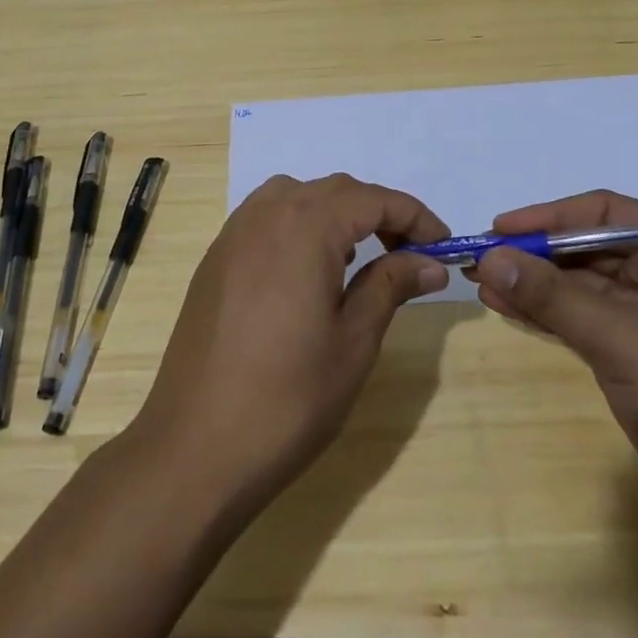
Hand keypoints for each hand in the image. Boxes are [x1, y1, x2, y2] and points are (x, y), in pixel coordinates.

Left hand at [132, 173, 449, 510]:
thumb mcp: (354, 341)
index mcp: (304, 225)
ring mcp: (233, 234)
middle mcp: (265, 213)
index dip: (414, 217)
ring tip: (358, 259)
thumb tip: (429, 262)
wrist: (195, 446)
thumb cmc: (287, 398)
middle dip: (378, 213)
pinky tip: (308, 271)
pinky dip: (299, 225)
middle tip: (410, 254)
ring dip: (336, 213)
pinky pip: (266, 218)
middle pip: (335, 191)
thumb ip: (391, 286)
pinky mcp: (215, 258)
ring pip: (297, 196)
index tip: (443, 246)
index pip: (372, 199)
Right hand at [472, 190, 637, 543]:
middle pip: (587, 248)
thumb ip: (551, 296)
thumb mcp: (619, 338)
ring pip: (580, 285)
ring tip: (480, 281)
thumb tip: (490, 257)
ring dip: (533, 283)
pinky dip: (546, 312)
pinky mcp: (637, 350)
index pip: (603, 215)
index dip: (548, 217)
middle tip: (479, 257)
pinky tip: (505, 306)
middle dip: (534, 254)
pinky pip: (582, 317)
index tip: (499, 227)